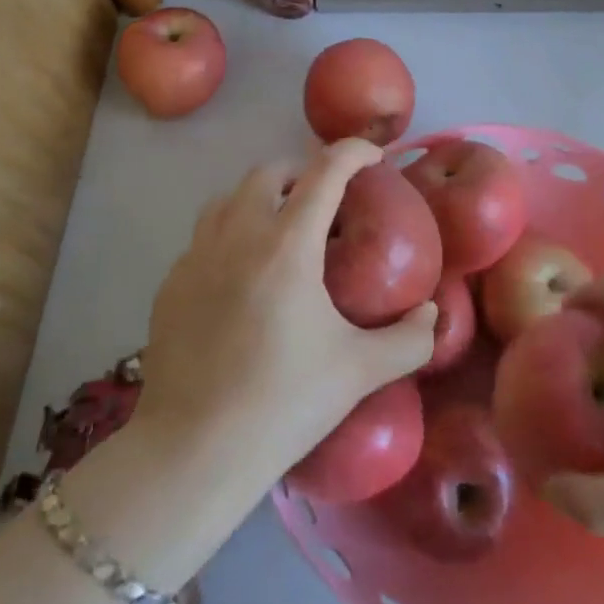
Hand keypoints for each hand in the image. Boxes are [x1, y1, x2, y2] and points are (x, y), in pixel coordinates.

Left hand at [132, 140, 437, 481]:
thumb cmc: (285, 403)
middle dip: (302, 171)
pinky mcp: (170, 283)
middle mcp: (238, 235)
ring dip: (260, 196)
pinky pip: (203, 236)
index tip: (373, 157)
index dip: (353, 153)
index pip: (324, 172)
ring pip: (228, 197)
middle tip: (326, 200)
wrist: (195, 451)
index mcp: (287, 245)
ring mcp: (196, 256)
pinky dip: (230, 233)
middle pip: (268, 172)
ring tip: (281, 227)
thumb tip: (433, 314)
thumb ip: (410, 339)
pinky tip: (242, 275)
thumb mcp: (360, 370)